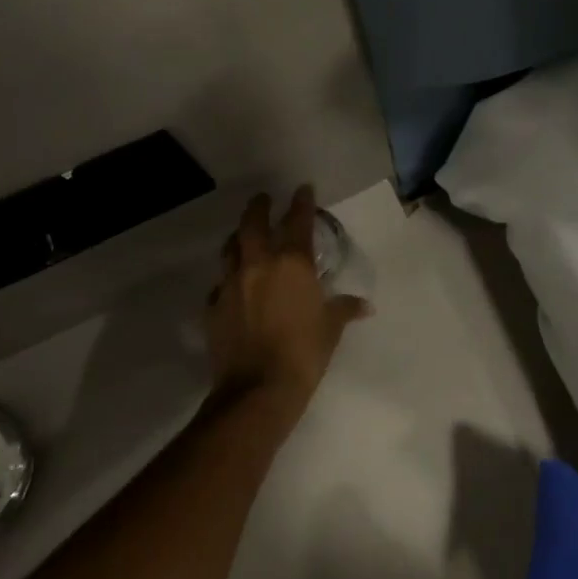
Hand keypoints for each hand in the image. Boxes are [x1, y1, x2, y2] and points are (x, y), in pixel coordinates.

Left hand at [206, 187, 370, 408]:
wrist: (257, 389)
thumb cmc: (304, 353)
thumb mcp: (331, 329)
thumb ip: (344, 309)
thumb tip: (364, 305)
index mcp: (291, 264)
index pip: (298, 221)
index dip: (301, 202)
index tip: (303, 189)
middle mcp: (258, 265)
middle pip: (252, 224)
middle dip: (259, 207)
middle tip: (263, 199)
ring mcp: (230, 284)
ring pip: (229, 249)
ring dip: (237, 238)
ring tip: (243, 236)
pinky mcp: (213, 307)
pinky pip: (218, 285)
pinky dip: (227, 280)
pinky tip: (232, 287)